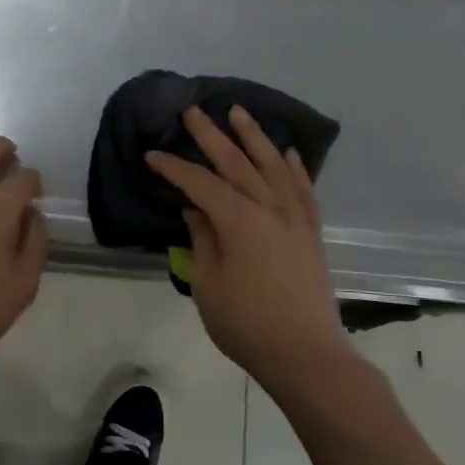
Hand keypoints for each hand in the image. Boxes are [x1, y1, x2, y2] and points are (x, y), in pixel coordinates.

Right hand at [145, 106, 350, 390]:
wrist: (305, 353)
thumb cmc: (246, 324)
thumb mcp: (208, 284)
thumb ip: (202, 239)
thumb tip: (195, 209)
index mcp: (239, 221)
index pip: (201, 184)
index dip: (174, 168)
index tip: (152, 155)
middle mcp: (270, 209)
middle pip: (237, 164)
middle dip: (212, 136)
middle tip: (193, 111)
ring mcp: (295, 218)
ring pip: (273, 167)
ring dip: (255, 138)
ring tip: (239, 112)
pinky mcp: (311, 232)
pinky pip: (304, 190)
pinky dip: (295, 168)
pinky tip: (288, 153)